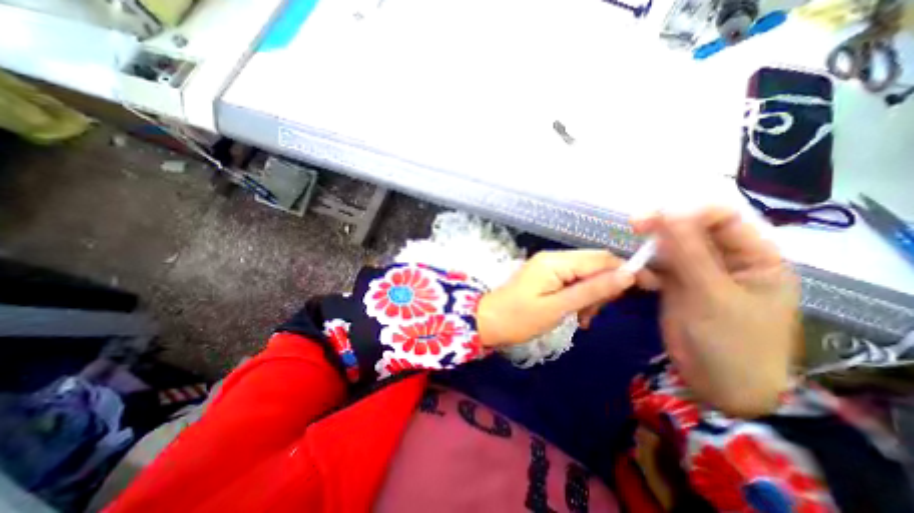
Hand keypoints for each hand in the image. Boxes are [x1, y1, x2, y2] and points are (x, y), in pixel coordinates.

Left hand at [479, 249, 637, 346]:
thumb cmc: (519, 318)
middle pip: (595, 265)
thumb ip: (592, 290)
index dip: (627, 270)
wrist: (488, 321)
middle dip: (604, 288)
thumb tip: (627, 275)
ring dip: (591, 296)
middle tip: (595, 313)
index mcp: (556, 261)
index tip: (650, 287)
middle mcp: (554, 258)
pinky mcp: (546, 276)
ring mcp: (549, 266)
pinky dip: (580, 297)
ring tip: (583, 318)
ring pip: (585, 275)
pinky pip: (572, 282)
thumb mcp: (558, 307)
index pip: (601, 258)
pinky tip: (576, 315)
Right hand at [638, 206, 801, 418]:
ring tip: (634, 260)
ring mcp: (697, 274)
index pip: (723, 219)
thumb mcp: (712, 295)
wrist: (716, 384)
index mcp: (753, 258)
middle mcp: (725, 260)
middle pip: (691, 232)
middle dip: (663, 228)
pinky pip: (657, 268)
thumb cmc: (731, 342)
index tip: (655, 216)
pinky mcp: (675, 286)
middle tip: (634, 225)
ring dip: (650, 251)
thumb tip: (669, 214)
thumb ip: (689, 253)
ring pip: (670, 249)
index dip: (689, 213)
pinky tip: (637, 278)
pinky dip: (644, 269)